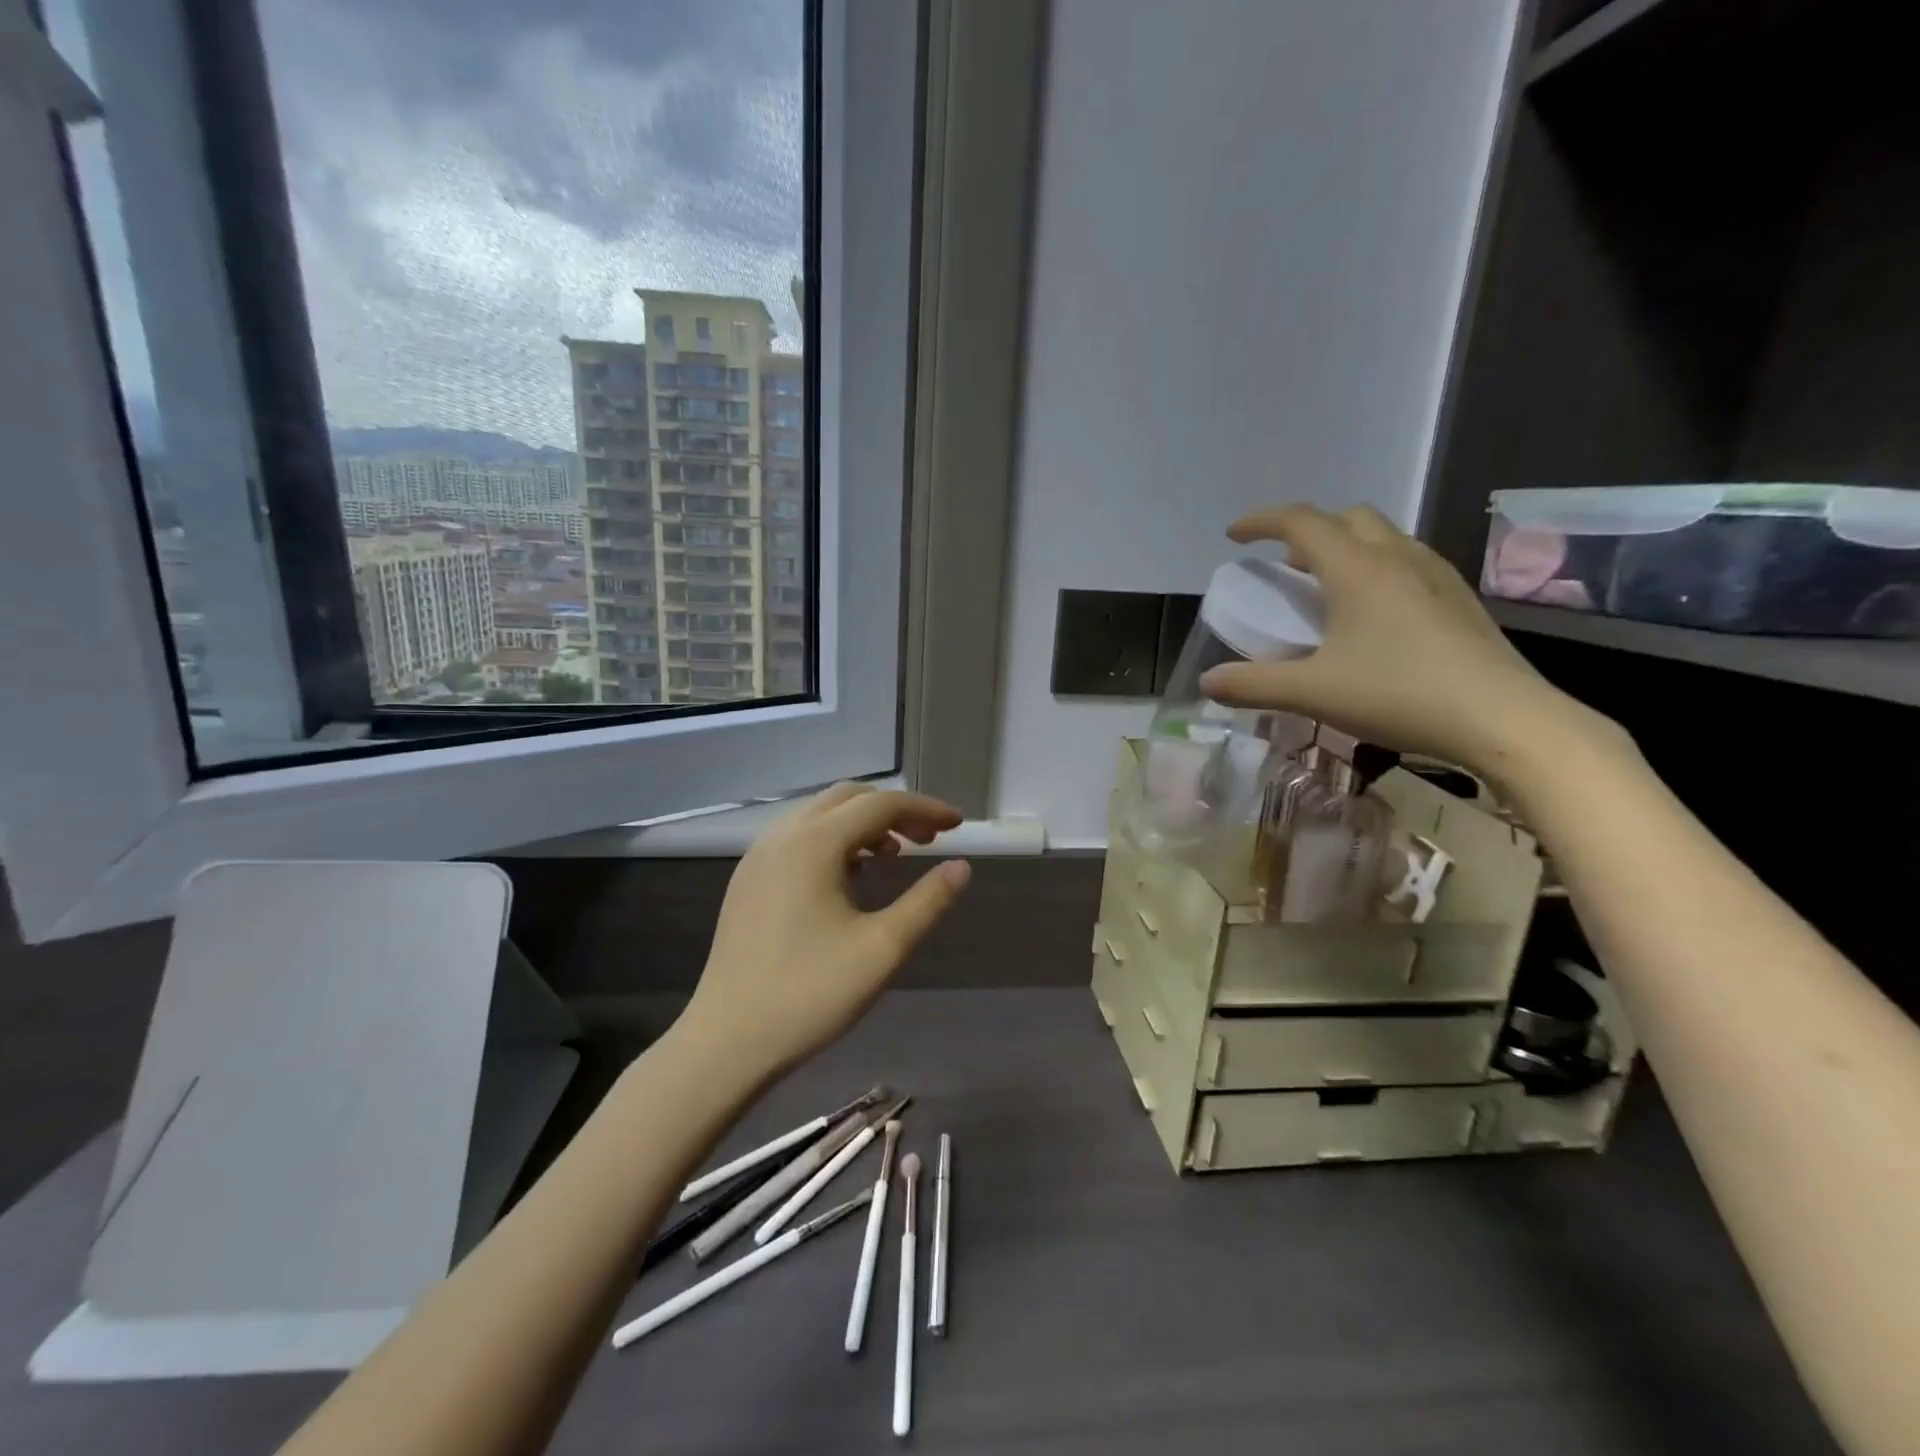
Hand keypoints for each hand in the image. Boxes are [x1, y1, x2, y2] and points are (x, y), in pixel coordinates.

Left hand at [675, 783, 971, 1085]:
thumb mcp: (882, 950)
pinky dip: (833, 839)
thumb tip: (962, 866)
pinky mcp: (747, 880)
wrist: (726, 1042)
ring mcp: (758, 856)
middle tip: (928, 840)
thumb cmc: (810, 995)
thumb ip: (927, 902)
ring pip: (820, 814)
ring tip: (893, 857)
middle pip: (848, 798)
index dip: (925, 808)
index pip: (881, 805)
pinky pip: (798, 837)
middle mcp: (782, 836)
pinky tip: (849, 877)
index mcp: (814, 844)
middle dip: (894, 811)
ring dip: (862, 823)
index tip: (958, 825)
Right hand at [1200, 504, 1614, 782]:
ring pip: (1383, 537)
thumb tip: (1206, 683)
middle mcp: (1398, 558)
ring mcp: (1436, 576)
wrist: (1504, 719)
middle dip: (1308, 531)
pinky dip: (1375, 569)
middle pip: (1347, 517)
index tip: (1234, 536)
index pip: (1301, 522)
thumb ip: (1253, 685)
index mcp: (1357, 569)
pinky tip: (1374, 616)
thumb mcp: (1312, 693)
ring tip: (1325, 590)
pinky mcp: (1459, 600)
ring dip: (1345, 547)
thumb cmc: (1399, 695)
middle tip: (1285, 566)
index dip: (1261, 521)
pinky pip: (1407, 562)